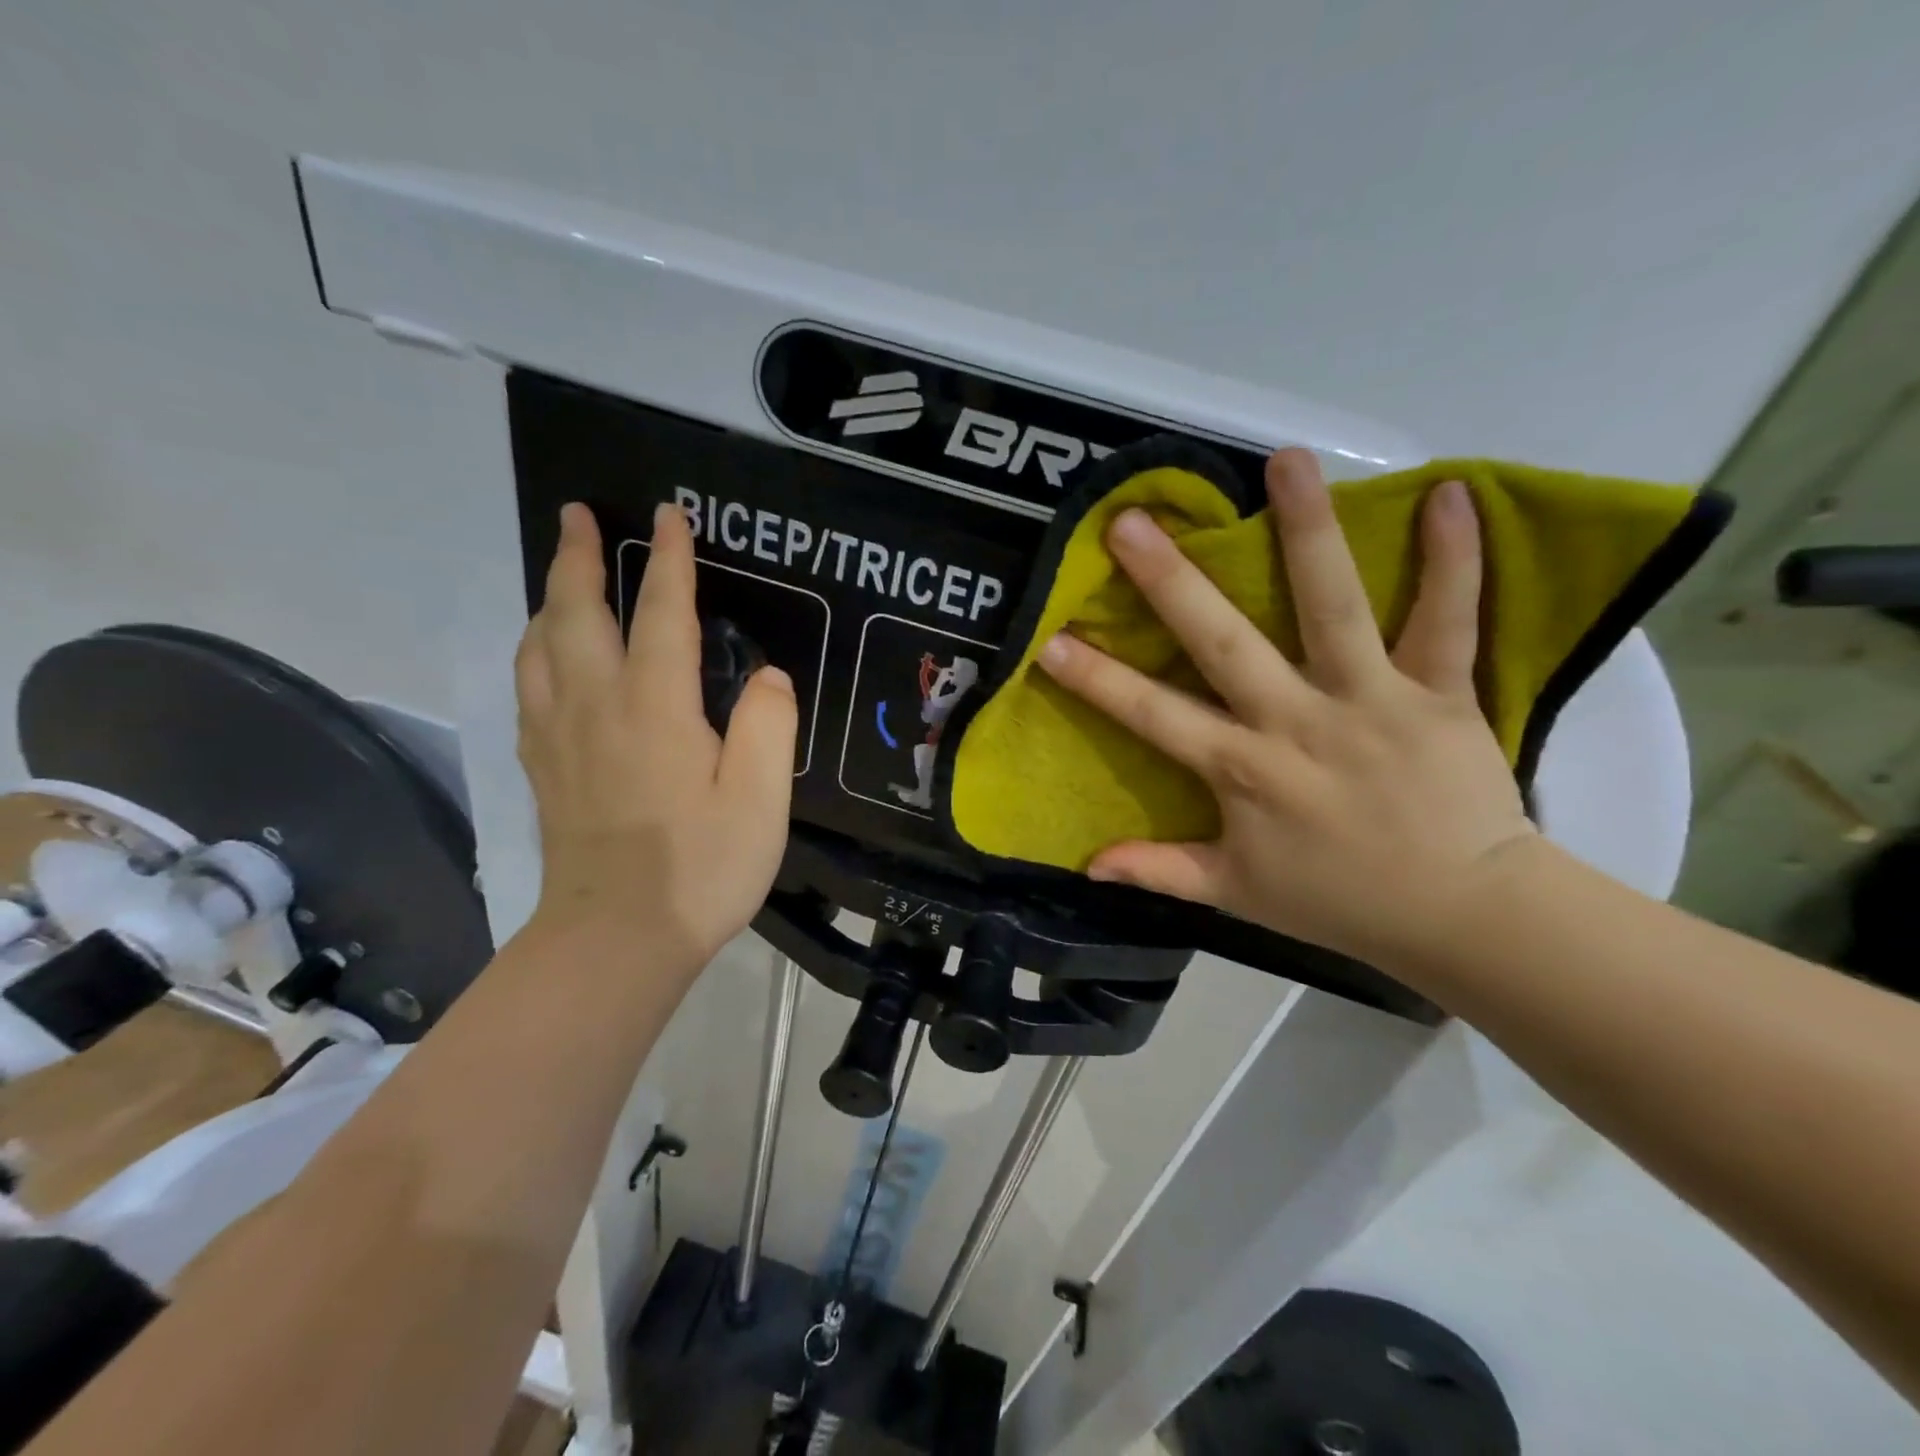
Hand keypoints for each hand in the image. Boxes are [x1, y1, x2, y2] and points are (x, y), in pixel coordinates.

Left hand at [515, 502, 795, 967]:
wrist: (617, 938)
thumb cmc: (701, 868)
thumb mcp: (760, 799)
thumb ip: (767, 725)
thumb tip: (763, 676)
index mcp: (655, 707)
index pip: (662, 613)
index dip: (669, 560)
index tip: (669, 515)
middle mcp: (596, 706)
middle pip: (576, 613)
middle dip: (578, 557)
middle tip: (575, 513)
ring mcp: (559, 737)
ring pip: (539, 646)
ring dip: (549, 598)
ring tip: (560, 575)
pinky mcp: (543, 768)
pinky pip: (529, 688)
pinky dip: (535, 651)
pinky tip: (544, 656)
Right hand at [1036, 448, 1535, 967]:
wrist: (1464, 915)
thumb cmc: (1340, 901)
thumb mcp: (1236, 894)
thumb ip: (1160, 870)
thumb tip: (1086, 864)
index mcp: (1243, 770)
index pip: (1153, 716)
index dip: (1098, 680)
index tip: (1051, 640)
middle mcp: (1296, 721)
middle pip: (1225, 641)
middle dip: (1172, 581)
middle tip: (1131, 523)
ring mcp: (1370, 699)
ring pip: (1334, 606)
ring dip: (1309, 531)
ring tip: (1286, 461)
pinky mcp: (1440, 692)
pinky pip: (1448, 619)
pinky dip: (1454, 559)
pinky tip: (1450, 491)